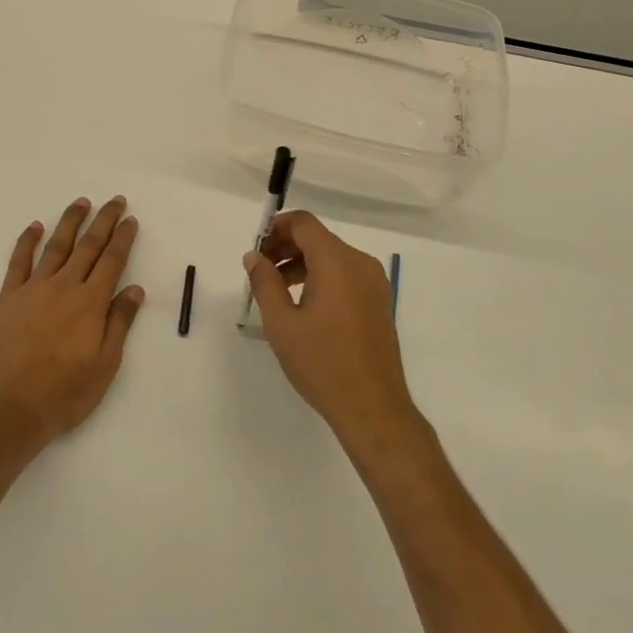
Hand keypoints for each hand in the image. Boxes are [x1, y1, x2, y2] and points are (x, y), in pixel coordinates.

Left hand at [0, 196, 144, 448]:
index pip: (112, 260)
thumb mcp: (105, 365)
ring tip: (81, 203)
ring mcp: (34, 289)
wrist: (11, 408)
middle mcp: (65, 287)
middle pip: (88, 245)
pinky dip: (27, 241)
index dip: (123, 238)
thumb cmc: (65, 393)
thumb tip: (135, 288)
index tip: (130, 219)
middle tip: (114, 200)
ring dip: (70, 222)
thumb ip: (119, 323)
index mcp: (91, 303)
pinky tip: (35, 226)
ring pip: (56, 246)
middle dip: (104, 220)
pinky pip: (19, 262)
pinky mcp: (9, 298)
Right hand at [243, 212, 420, 457]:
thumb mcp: (281, 323)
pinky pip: (345, 275)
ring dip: (301, 263)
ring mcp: (373, 282)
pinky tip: (303, 304)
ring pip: (331, 256)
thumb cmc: (322, 363)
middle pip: (317, 238)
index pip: (303, 223)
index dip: (275, 228)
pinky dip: (321, 277)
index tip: (255, 250)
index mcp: (337, 261)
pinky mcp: (378, 301)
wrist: (373, 409)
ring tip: (276, 290)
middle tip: (259, 270)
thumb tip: (254, 256)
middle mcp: (359, 263)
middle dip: (285, 247)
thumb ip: (264, 282)